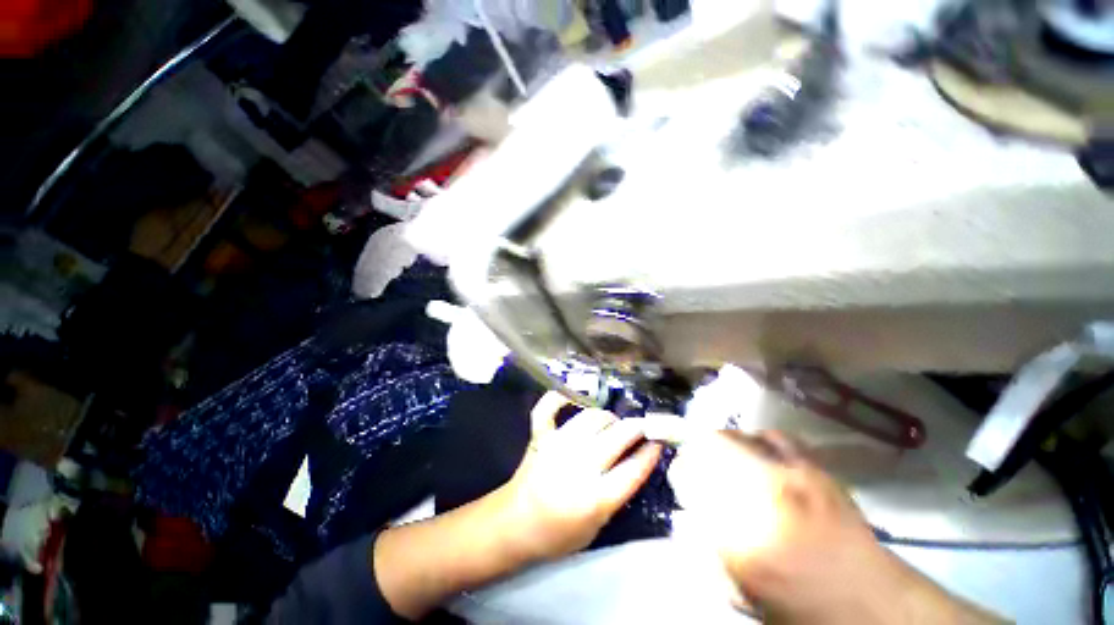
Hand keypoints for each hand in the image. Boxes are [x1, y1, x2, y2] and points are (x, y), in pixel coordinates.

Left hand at [495, 392, 662, 563]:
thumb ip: (615, 495)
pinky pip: (548, 408)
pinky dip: (559, 398)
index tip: (659, 441)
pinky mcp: (541, 437)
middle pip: (618, 436)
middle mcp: (579, 466)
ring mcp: (557, 446)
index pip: (633, 469)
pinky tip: (570, 396)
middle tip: (641, 427)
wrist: (514, 526)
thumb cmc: (558, 534)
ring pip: (592, 417)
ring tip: (613, 422)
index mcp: (595, 498)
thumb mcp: (596, 527)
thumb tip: (633, 461)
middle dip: (636, 427)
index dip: (650, 452)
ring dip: (607, 417)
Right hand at [670, 430, 1005, 624]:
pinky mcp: (816, 469)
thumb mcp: (738, 593)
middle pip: (710, 444)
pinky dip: (756, 442)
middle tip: (698, 464)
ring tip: (726, 459)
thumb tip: (684, 511)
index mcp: (739, 533)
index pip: (690, 476)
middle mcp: (763, 494)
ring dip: (722, 444)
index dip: (681, 472)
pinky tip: (760, 458)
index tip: (682, 478)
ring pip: (737, 436)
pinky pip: (772, 437)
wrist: (870, 604)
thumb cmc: (798, 607)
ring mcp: (792, 476)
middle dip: (696, 451)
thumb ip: (702, 548)